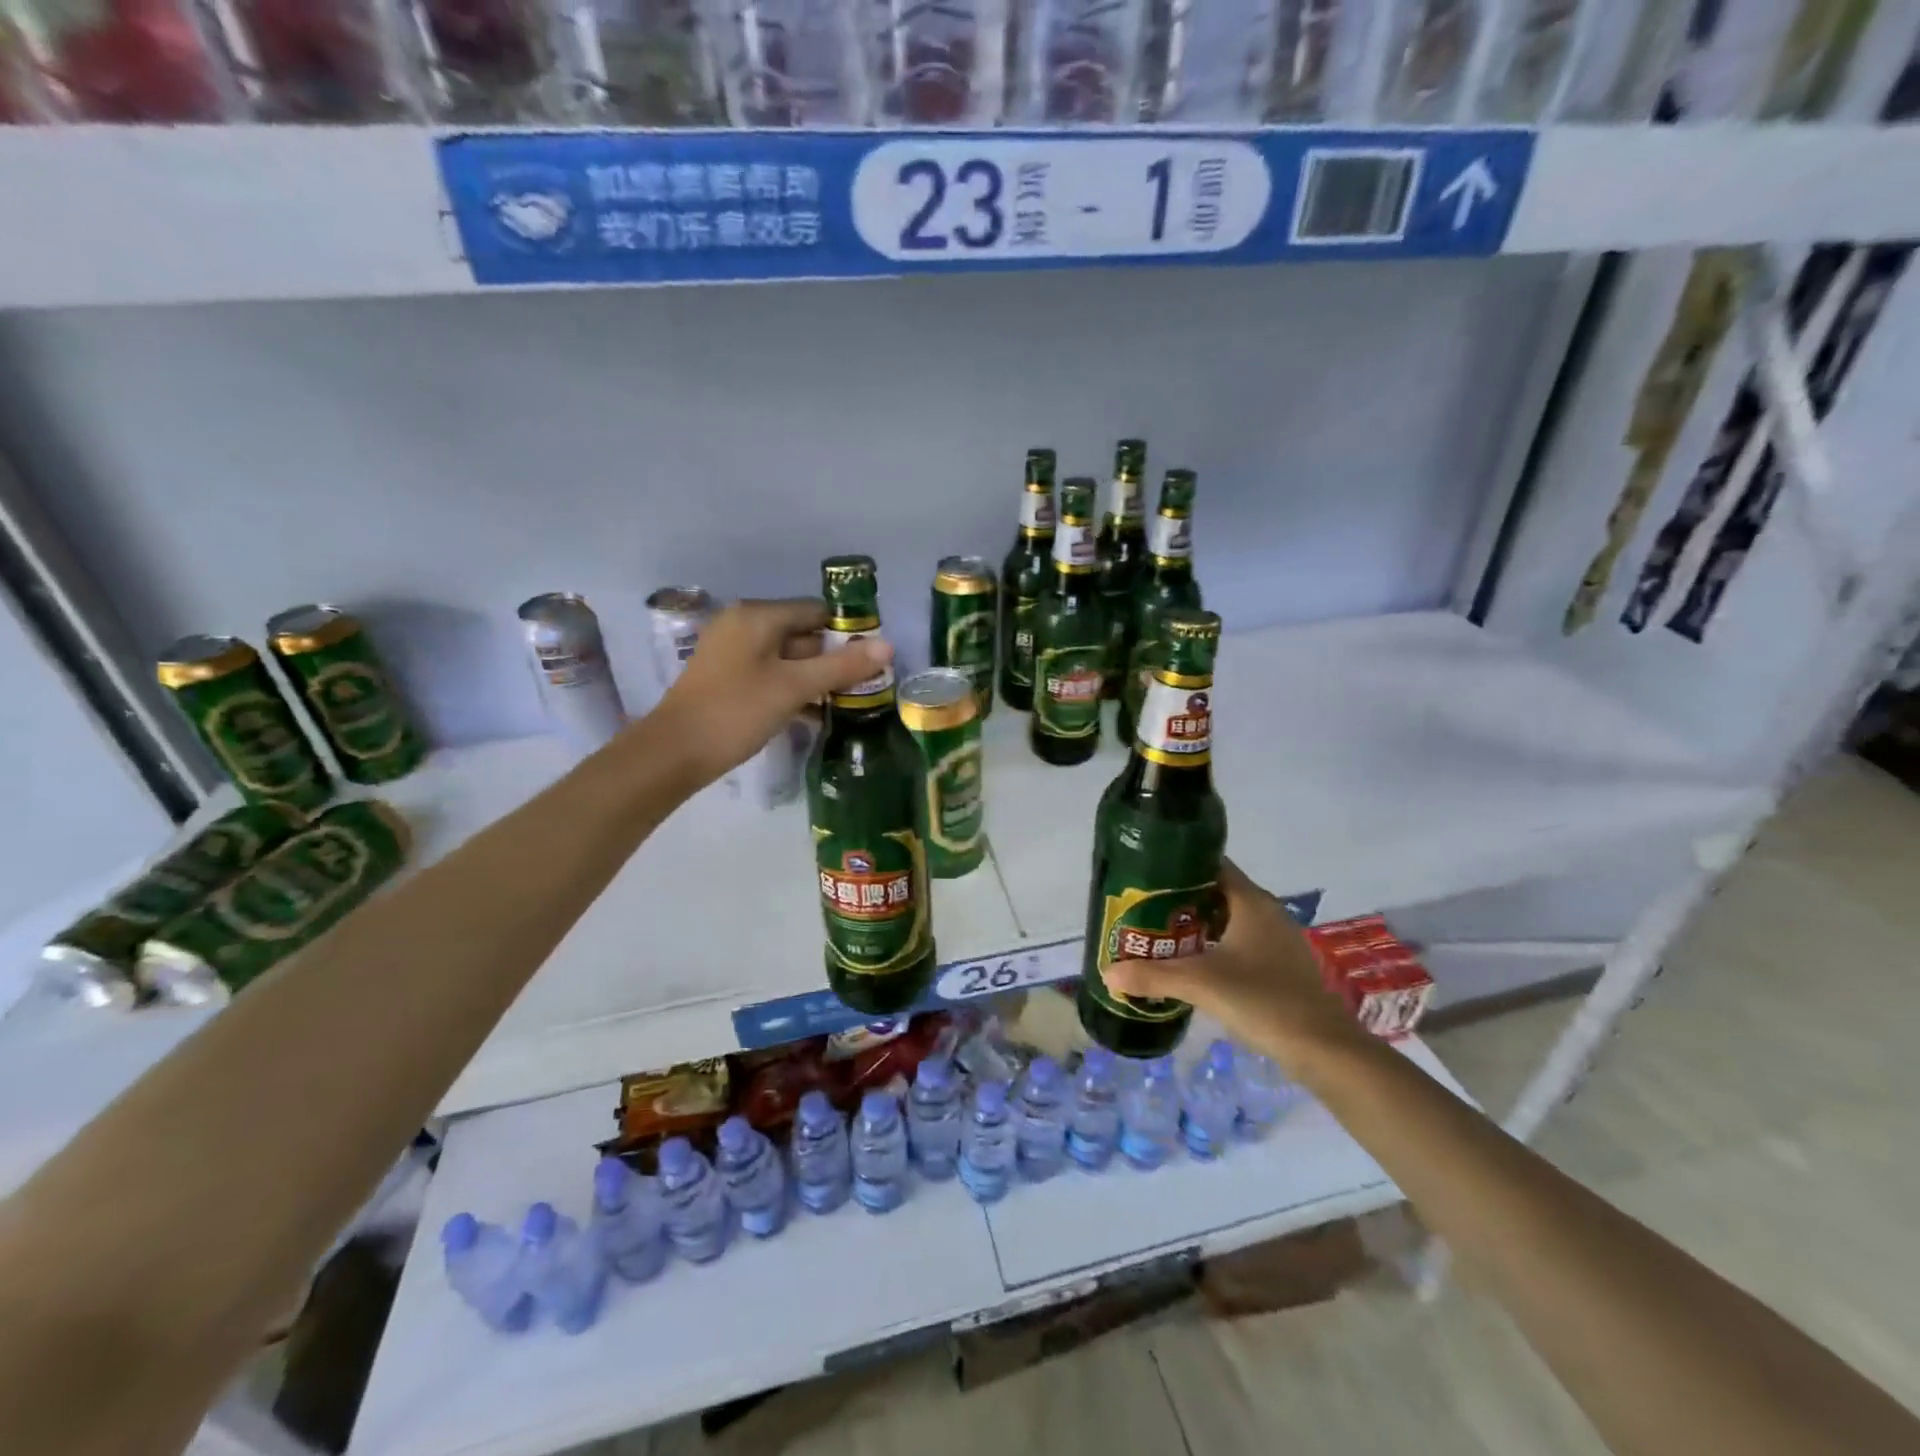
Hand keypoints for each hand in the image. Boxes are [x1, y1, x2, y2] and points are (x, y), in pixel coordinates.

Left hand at [646, 598, 892, 788]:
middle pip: (803, 634)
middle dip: (834, 659)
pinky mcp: (729, 679)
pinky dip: (794, 689)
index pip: (816, 612)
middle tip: (866, 688)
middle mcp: (744, 625)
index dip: (848, 632)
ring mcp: (733, 653)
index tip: (873, 661)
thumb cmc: (736, 712)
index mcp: (758, 616)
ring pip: (789, 658)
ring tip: (848, 704)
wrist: (674, 753)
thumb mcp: (794, 687)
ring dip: (817, 679)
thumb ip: (842, 666)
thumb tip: (888, 645)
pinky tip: (816, 714)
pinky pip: (772, 675)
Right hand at [1102, 860, 1363, 1069]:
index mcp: (1251, 901)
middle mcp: (1265, 912)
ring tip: (1157, 934)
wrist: (1324, 1050)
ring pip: (1227, 919)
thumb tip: (1108, 972)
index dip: (1178, 865)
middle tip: (1141, 908)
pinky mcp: (1279, 966)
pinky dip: (1213, 946)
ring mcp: (1276, 940)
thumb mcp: (1202, 984)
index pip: (1211, 865)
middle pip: (1215, 892)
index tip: (1144, 874)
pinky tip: (1191, 964)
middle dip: (1179, 898)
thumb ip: (1153, 975)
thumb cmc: (1263, 1000)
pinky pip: (1238, 942)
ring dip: (1195, 924)